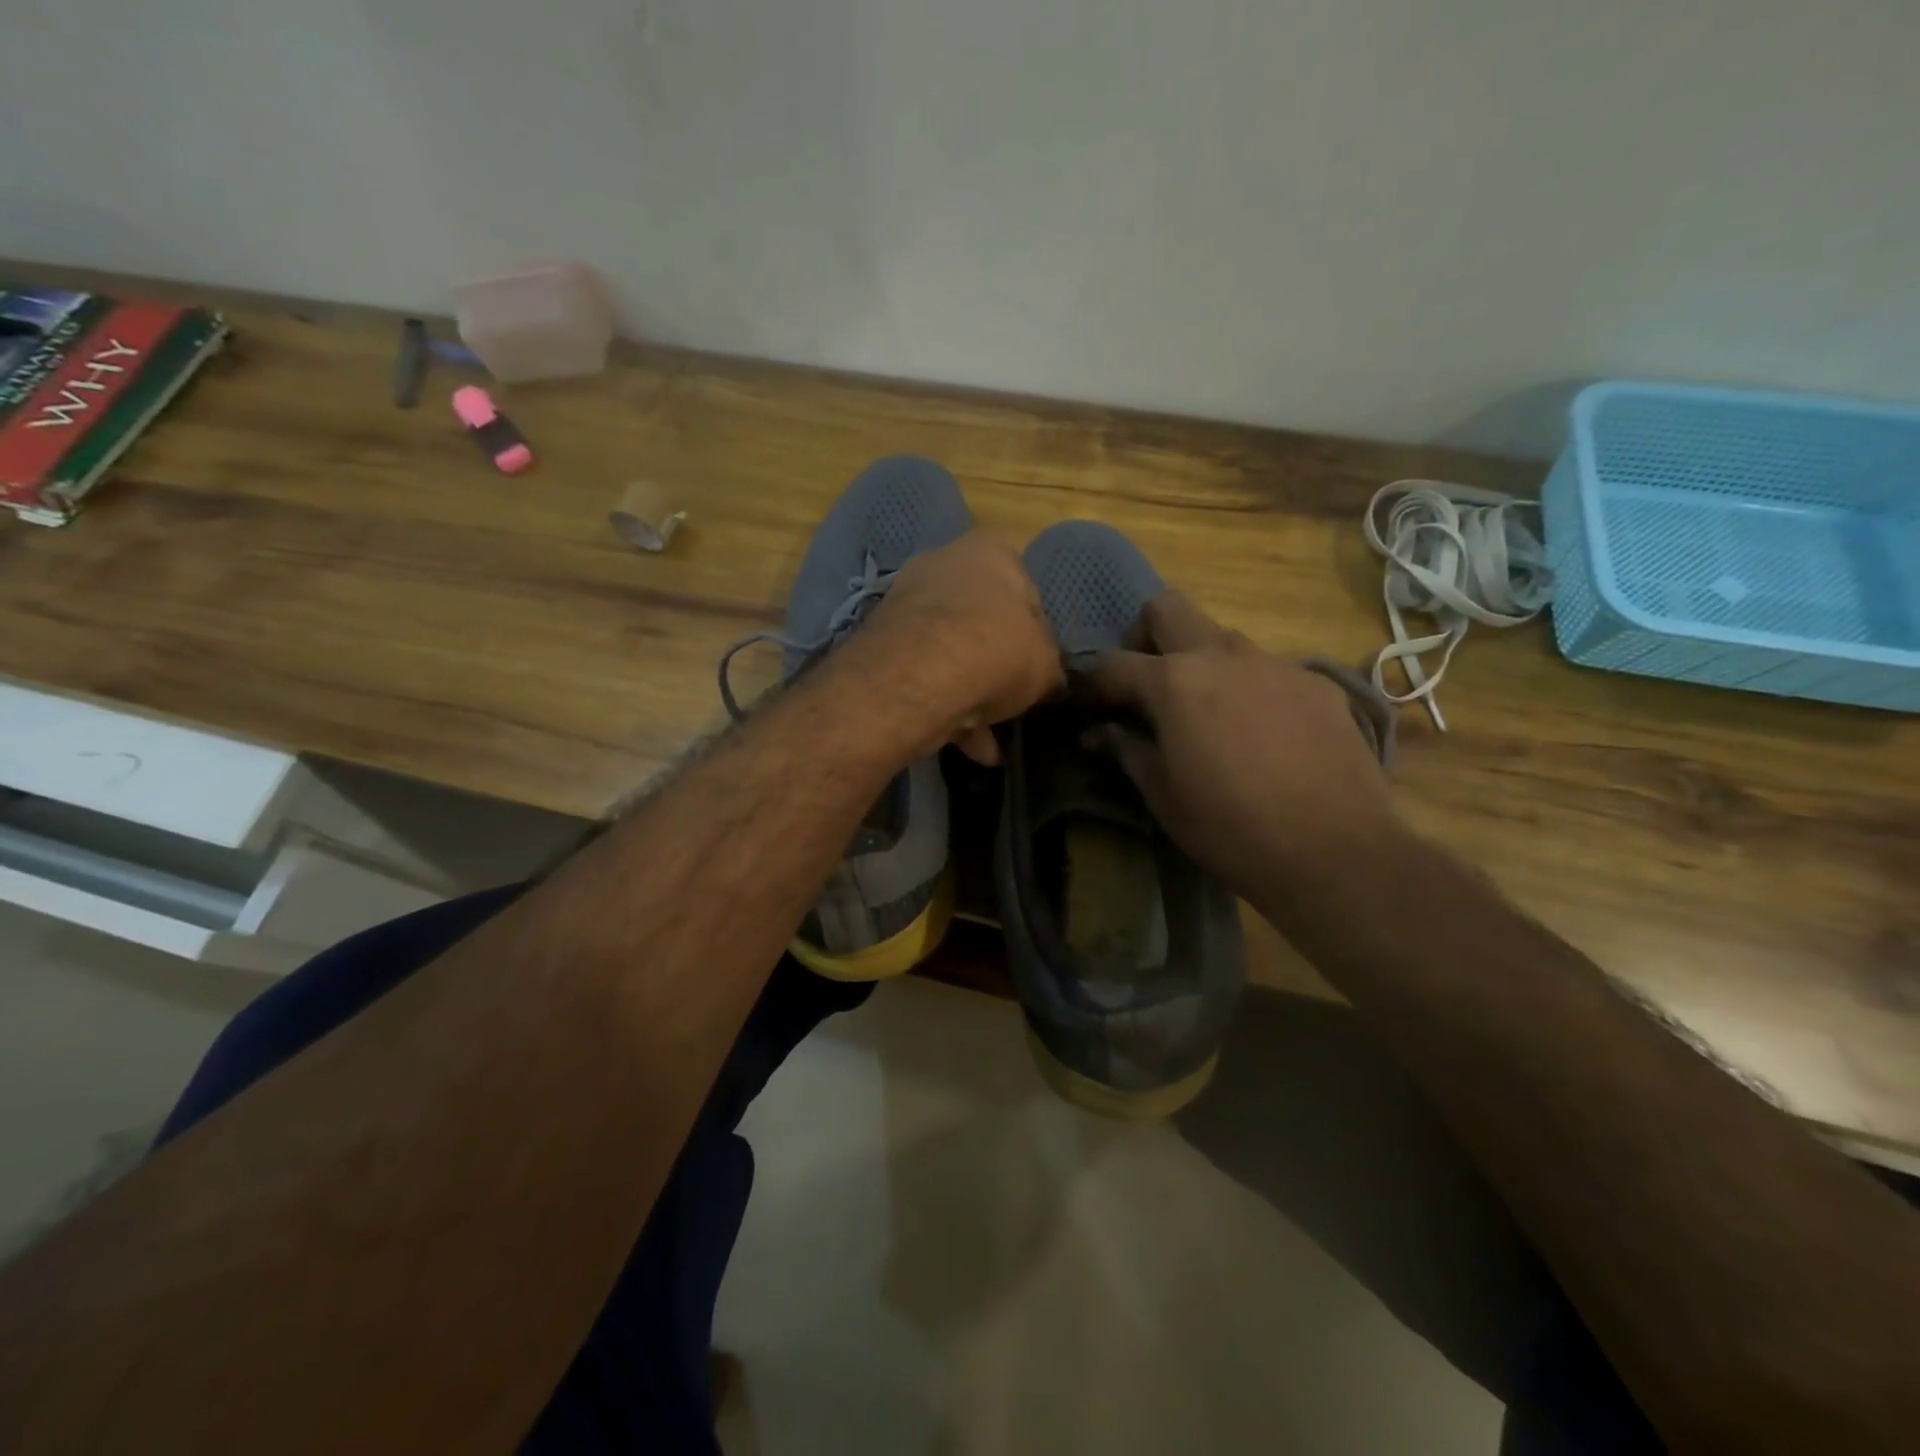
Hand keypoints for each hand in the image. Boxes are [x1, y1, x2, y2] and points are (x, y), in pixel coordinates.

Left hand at [849, 529, 1060, 763]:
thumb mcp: (1046, 663)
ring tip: (990, 742)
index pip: (1025, 589)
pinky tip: (968, 747)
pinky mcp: (880, 642)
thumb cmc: (997, 650)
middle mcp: (943, 563)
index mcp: (989, 551)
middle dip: (996, 665)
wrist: (919, 677)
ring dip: (970, 696)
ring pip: (949, 653)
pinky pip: (922, 675)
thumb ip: (1048, 666)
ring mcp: (905, 603)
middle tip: (1011, 699)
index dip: (1036, 633)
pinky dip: (944, 708)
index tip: (1038, 666)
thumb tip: (1047, 678)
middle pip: (981, 621)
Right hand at [1078, 591, 1398, 901]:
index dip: (1091, 682)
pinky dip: (1248, 688)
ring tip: (1207, 714)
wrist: (1335, 851)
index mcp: (1174, 681)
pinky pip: (1267, 669)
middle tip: (1146, 686)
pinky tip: (1261, 734)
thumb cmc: (1229, 828)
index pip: (1112, 663)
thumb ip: (1126, 750)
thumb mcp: (1163, 794)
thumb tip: (1096, 732)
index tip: (1085, 704)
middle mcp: (1222, 654)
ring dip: (1199, 662)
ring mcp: (1275, 663)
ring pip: (1221, 638)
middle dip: (1144, 637)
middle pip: (1167, 608)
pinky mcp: (1316, 683)